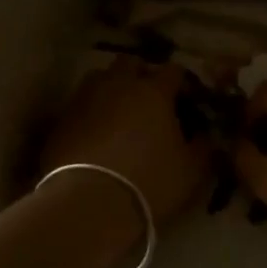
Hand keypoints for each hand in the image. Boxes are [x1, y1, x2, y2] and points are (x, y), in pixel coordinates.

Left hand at [39, 58, 209, 226]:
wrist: (87, 204)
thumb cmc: (149, 182)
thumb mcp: (191, 170)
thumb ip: (202, 146)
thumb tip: (205, 135)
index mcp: (154, 90)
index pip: (173, 70)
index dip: (182, 83)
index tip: (187, 100)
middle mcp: (118, 84)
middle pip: (131, 62)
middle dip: (142, 74)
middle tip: (150, 99)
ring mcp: (86, 98)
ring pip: (101, 77)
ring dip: (112, 87)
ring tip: (119, 111)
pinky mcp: (61, 119)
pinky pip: (80, 104)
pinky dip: (90, 111)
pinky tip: (95, 132)